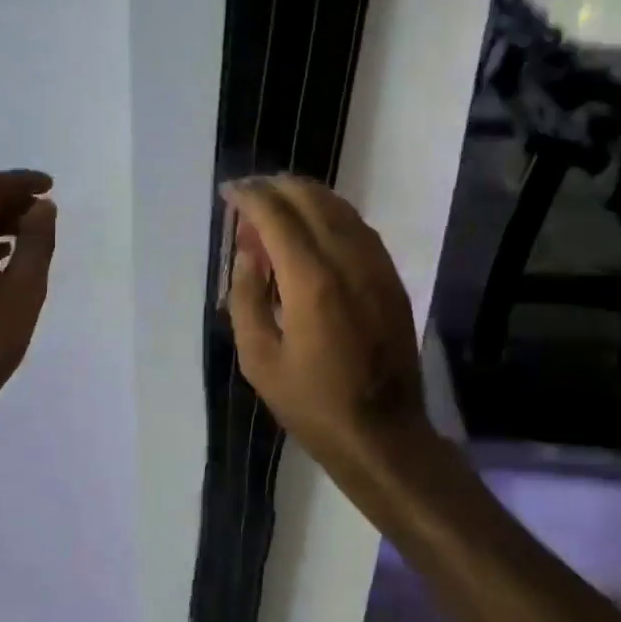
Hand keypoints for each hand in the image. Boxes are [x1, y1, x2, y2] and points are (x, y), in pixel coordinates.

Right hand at [221, 175, 432, 496]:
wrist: (383, 434)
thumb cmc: (312, 403)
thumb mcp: (259, 359)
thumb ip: (246, 297)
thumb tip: (248, 253)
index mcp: (311, 281)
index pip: (276, 214)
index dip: (250, 196)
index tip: (229, 192)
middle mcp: (347, 260)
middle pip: (311, 199)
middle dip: (276, 188)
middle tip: (249, 197)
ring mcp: (376, 267)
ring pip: (339, 208)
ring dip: (305, 197)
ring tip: (276, 205)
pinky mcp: (391, 278)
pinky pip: (359, 228)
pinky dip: (331, 215)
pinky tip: (314, 228)